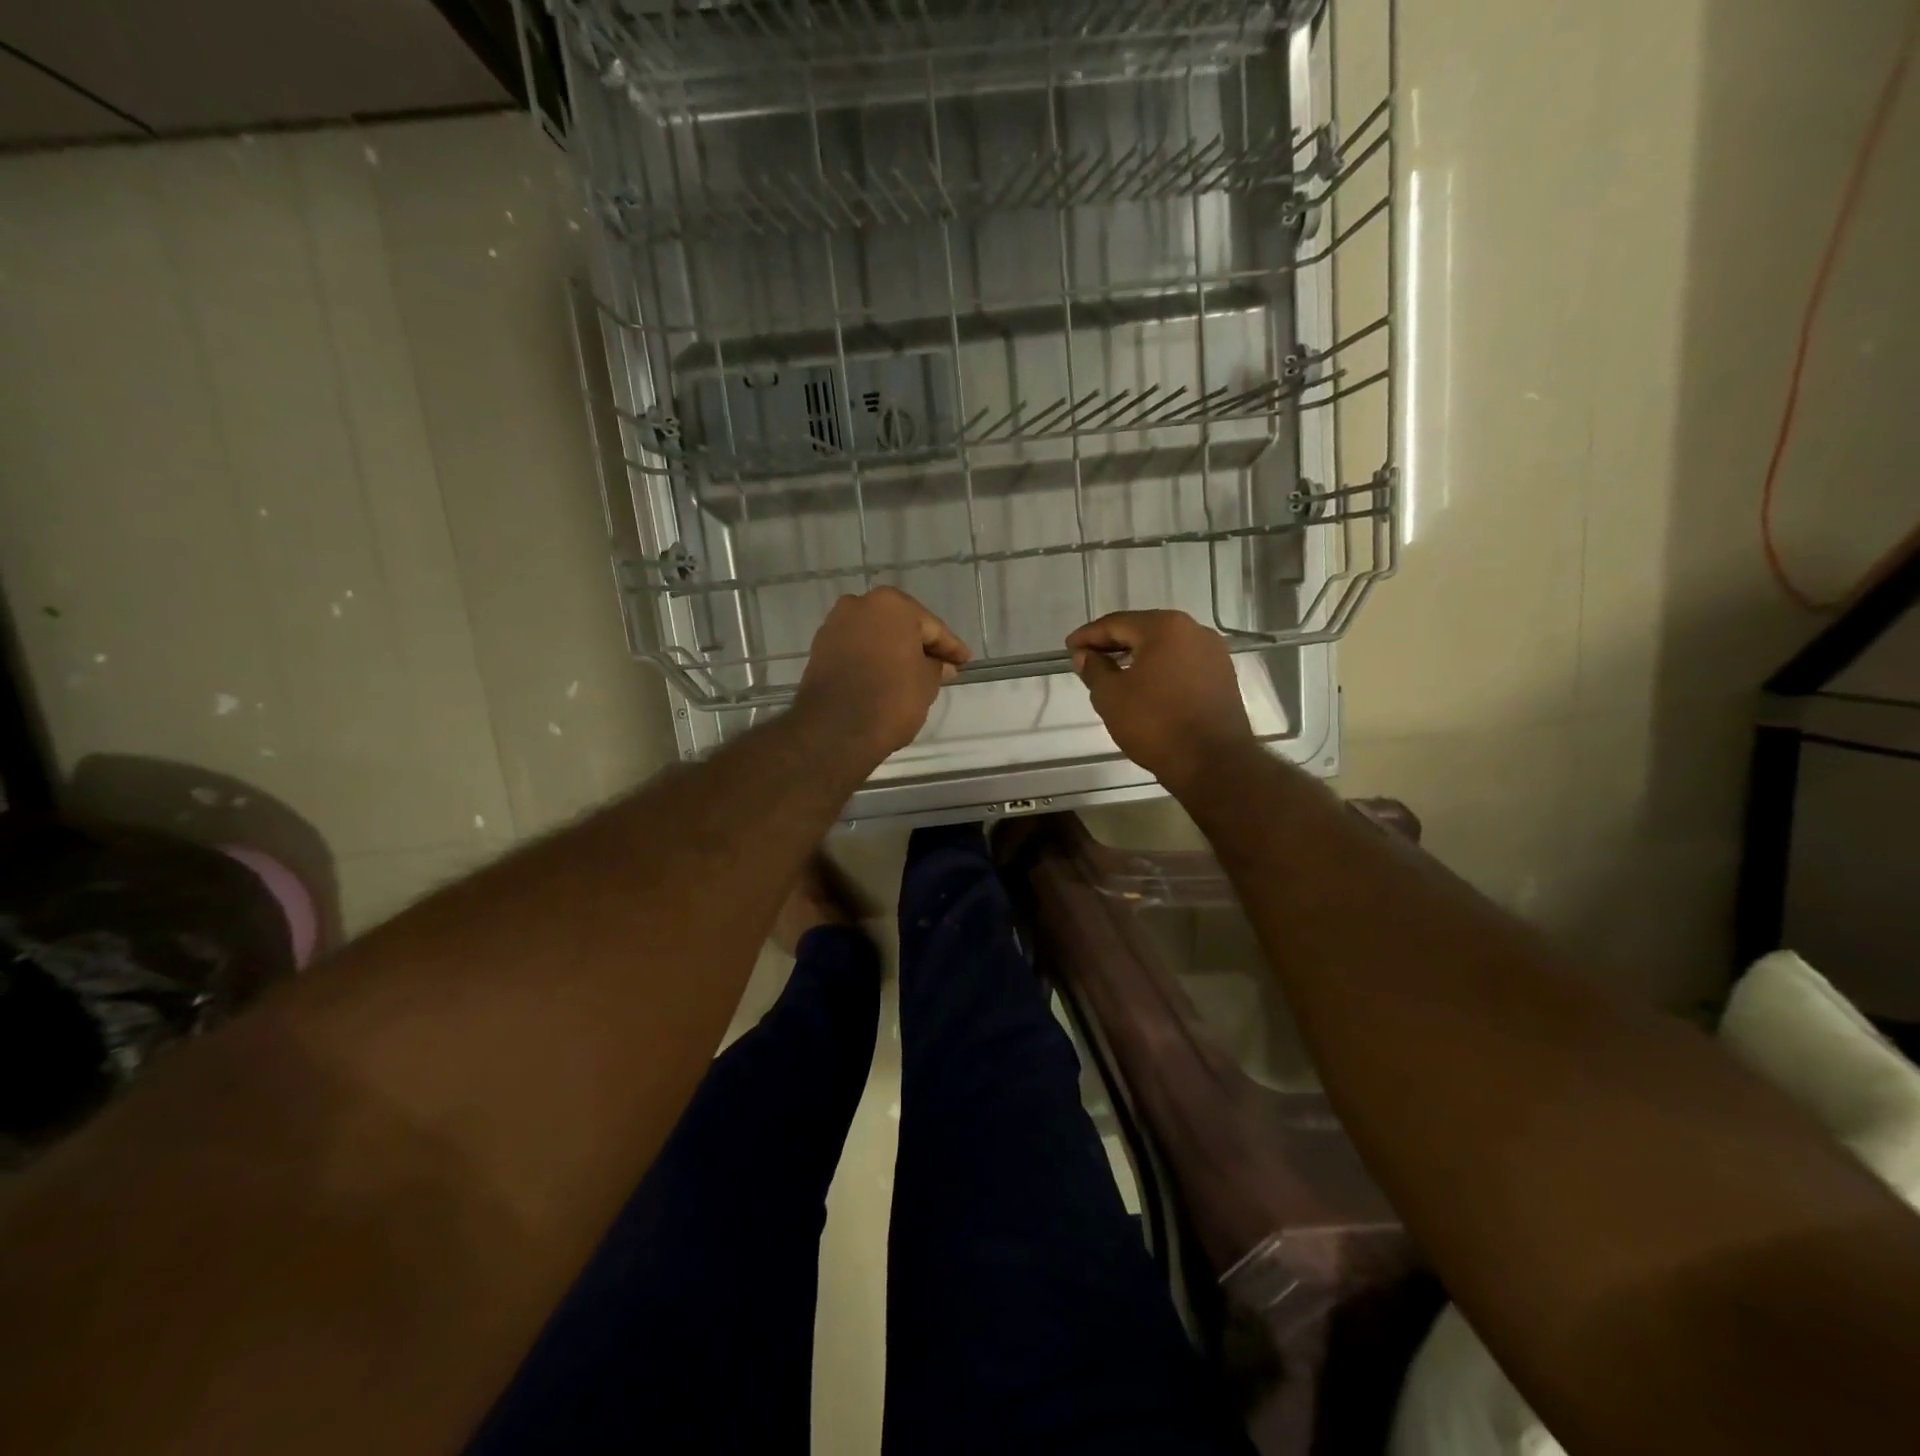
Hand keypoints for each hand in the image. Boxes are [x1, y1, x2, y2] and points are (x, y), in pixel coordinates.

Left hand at [796, 587, 970, 759]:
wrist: (835, 730)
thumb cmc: (891, 699)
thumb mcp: (927, 683)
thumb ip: (936, 667)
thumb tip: (939, 664)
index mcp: (891, 605)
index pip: (931, 627)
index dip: (950, 647)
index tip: (964, 661)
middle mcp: (859, 605)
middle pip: (901, 626)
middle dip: (920, 645)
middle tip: (943, 667)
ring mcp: (835, 626)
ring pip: (876, 637)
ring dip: (895, 652)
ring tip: (914, 675)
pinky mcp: (819, 649)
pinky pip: (857, 650)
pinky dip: (873, 660)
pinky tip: (886, 677)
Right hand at [1067, 610, 1254, 790]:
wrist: (1213, 763)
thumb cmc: (1155, 724)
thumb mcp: (1111, 696)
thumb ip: (1094, 669)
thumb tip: (1085, 655)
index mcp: (1165, 627)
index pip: (1116, 623)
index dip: (1088, 635)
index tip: (1069, 647)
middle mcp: (1194, 631)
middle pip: (1143, 630)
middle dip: (1113, 643)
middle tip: (1087, 658)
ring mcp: (1213, 654)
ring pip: (1164, 648)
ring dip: (1136, 657)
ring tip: (1112, 673)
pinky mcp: (1222, 677)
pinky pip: (1181, 664)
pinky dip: (1158, 670)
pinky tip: (1143, 687)